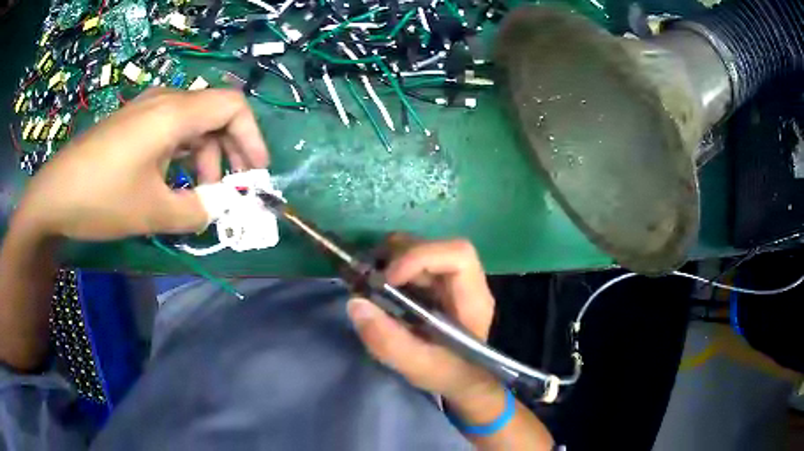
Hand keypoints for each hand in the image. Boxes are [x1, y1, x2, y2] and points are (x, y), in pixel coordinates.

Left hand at [15, 88, 268, 240]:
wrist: (53, 195)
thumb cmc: (101, 198)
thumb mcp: (152, 212)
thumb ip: (196, 211)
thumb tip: (218, 211)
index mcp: (174, 113)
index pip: (233, 106)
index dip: (252, 137)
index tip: (255, 172)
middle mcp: (164, 102)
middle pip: (214, 115)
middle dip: (228, 153)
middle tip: (227, 191)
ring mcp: (145, 110)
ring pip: (191, 124)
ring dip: (203, 157)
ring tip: (196, 194)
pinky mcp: (131, 124)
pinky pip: (169, 130)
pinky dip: (181, 155)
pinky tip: (170, 182)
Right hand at [346, 238, 497, 400]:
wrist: (463, 380)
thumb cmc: (449, 374)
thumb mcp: (418, 366)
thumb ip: (389, 341)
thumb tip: (356, 303)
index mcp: (472, 299)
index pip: (458, 255)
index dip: (421, 257)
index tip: (389, 279)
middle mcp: (465, 281)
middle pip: (436, 246)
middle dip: (399, 256)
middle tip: (370, 279)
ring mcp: (450, 280)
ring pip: (422, 248)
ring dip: (392, 259)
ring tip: (370, 281)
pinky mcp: (436, 283)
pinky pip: (412, 261)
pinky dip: (391, 266)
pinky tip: (378, 286)